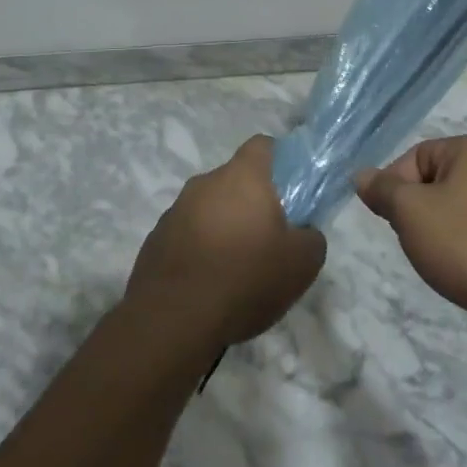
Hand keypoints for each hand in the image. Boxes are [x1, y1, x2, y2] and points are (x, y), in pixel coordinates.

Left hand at [126, 136, 326, 346]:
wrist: (173, 320)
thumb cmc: (245, 278)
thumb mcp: (301, 264)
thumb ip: (311, 237)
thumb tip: (304, 232)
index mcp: (243, 176)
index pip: (263, 146)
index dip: (280, 161)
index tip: (290, 190)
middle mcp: (206, 182)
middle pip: (235, 180)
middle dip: (251, 203)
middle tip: (268, 239)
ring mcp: (175, 210)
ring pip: (209, 208)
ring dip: (223, 227)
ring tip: (235, 269)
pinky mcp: (155, 239)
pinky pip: (186, 234)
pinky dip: (199, 250)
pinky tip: (207, 284)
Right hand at [356, 136, 466, 341]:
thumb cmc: (465, 243)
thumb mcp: (411, 212)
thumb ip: (383, 190)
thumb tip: (361, 175)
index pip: (415, 156)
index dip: (394, 186)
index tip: (389, 219)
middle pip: (434, 183)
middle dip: (416, 212)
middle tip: (412, 240)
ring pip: (454, 211)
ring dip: (437, 234)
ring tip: (438, 260)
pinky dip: (462, 250)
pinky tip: (460, 273)